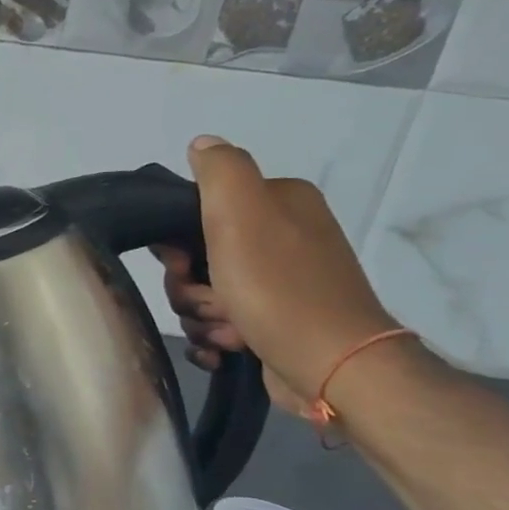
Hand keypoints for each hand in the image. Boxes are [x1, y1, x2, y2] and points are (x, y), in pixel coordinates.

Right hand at [153, 135, 399, 410]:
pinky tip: (225, 348)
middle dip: (189, 287)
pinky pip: (217, 325)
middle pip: (195, 259)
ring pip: (202, 295)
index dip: (177, 243)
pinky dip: (213, 339)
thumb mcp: (242, 215)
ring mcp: (279, 283)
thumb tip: (200, 143)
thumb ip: (220, 171)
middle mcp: (282, 238)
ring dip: (201, 317)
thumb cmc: (279, 289)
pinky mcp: (273, 322)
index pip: (197, 212)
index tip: (183, 265)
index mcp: (279, 204)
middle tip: (210, 300)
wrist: (332, 366)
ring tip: (227, 331)